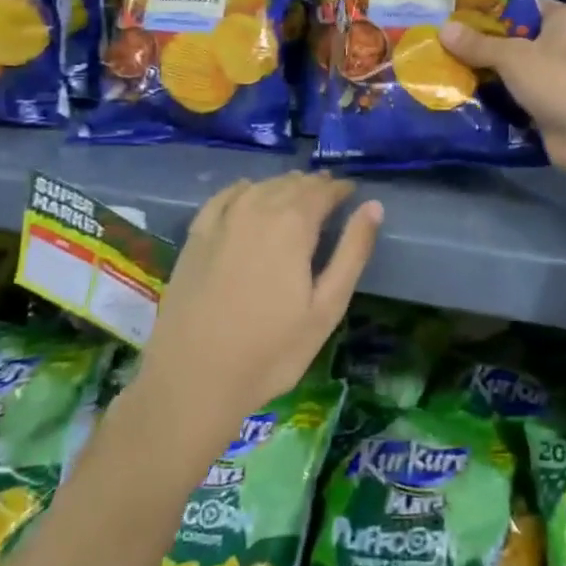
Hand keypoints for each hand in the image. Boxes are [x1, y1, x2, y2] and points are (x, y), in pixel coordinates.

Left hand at [134, 174, 381, 445]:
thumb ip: (352, 252)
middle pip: (291, 184)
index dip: (340, 189)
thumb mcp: (326, 308)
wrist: (192, 380)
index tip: (351, 192)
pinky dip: (243, 189)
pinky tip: (248, 192)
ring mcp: (222, 221)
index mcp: (293, 225)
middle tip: (329, 192)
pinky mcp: (195, 237)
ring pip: (260, 187)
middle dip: (314, 185)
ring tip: (296, 192)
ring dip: (282, 185)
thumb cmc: (271, 351)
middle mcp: (257, 210)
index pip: (323, 191)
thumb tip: (373, 206)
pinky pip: (224, 197)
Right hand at [440, 0, 565, 166]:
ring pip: (515, 65)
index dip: (493, 4)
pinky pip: (517, 91)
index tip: (460, 7)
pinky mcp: (549, 102)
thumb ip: (478, 43)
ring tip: (449, 60)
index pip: (524, 3)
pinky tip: (466, 88)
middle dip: (484, 38)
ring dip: (488, 67)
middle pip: (516, 35)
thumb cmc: (555, 79)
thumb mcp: (512, 56)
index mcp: (563, 19)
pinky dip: (497, 92)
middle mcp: (563, 42)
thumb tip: (443, 29)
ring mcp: (557, 74)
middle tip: (447, 35)